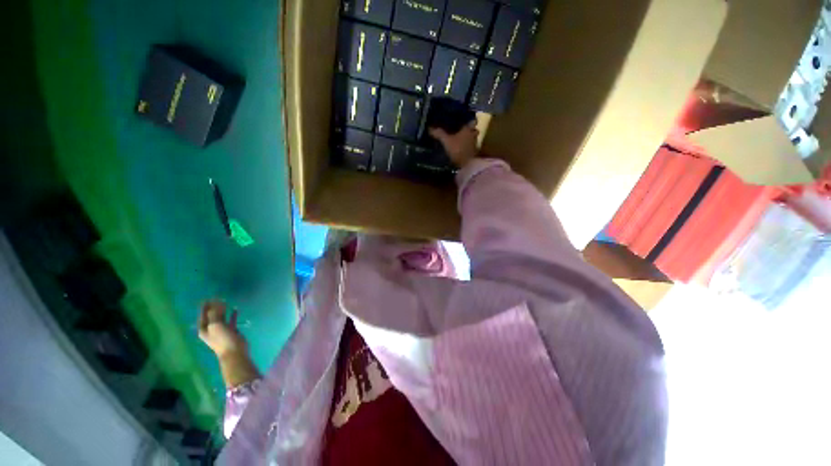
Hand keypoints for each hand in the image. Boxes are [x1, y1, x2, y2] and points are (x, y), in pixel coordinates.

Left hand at [198, 300, 247, 358]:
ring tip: (226, 302)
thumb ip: (215, 314)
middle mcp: (211, 329)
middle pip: (211, 315)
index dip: (205, 307)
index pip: (203, 315)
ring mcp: (221, 330)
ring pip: (220, 317)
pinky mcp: (231, 330)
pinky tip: (235, 309)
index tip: (208, 298)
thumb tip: (216, 303)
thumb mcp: (215, 325)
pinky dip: (232, 315)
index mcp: (204, 328)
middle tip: (218, 298)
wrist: (234, 351)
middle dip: (214, 307)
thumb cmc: (222, 339)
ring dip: (222, 310)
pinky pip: (231, 320)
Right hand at [428, 120, 478, 168]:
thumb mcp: (446, 141)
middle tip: (460, 130)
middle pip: (473, 130)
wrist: (467, 166)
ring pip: (472, 139)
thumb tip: (430, 128)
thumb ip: (439, 134)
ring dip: (467, 139)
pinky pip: (470, 148)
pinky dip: (466, 148)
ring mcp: (474, 145)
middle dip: (468, 130)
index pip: (472, 121)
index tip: (464, 120)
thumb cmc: (457, 149)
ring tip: (459, 140)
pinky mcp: (473, 154)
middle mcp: (473, 135)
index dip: (469, 120)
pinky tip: (460, 149)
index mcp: (468, 129)